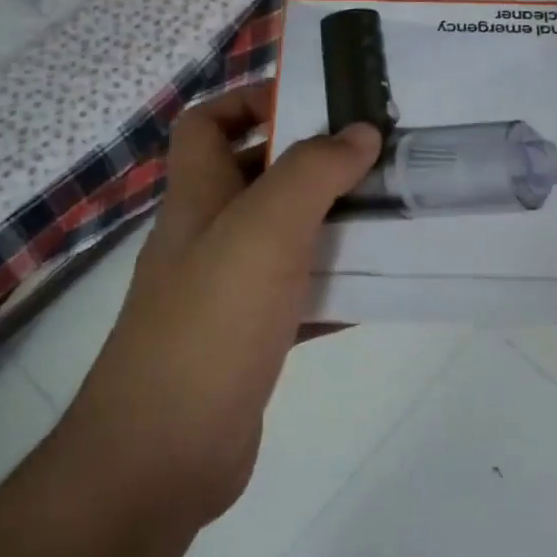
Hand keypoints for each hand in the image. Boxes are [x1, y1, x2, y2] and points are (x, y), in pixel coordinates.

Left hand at [62, 84, 380, 526]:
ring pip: (286, 240)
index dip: (250, 100)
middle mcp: (208, 237)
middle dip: (313, 164)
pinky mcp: (249, 341)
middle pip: (257, 178)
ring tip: (393, 215)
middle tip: (378, 159)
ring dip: (333, 226)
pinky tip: (380, 290)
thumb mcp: (264, 230)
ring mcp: (227, 292)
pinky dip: (335, 288)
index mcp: (199, 198)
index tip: (315, 105)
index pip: (205, 123)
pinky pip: (299, 298)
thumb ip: (313, 172)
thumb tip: (360, 131)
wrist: (163, 455)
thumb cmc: (209, 324)